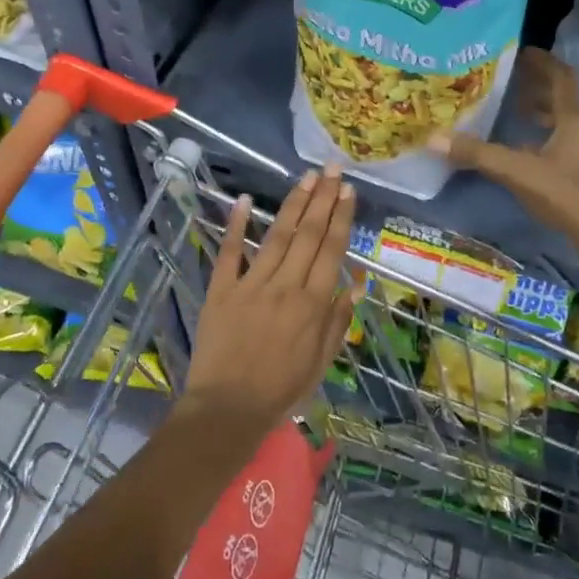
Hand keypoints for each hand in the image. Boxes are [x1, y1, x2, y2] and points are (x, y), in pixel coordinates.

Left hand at [177, 166, 360, 439]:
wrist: (228, 409)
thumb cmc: (280, 390)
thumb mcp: (321, 363)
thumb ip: (338, 322)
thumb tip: (357, 284)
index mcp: (313, 304)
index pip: (331, 250)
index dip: (341, 218)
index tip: (348, 191)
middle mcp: (285, 286)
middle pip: (308, 234)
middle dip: (322, 199)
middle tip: (332, 169)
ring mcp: (251, 284)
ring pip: (276, 236)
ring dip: (293, 204)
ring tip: (306, 178)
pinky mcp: (221, 290)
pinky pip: (229, 252)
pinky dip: (234, 225)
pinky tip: (242, 199)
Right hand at [428, 48, 578, 261]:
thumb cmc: (568, 194)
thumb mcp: (519, 172)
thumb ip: (478, 154)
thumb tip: (433, 138)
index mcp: (576, 117)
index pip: (560, 75)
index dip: (541, 61)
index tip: (519, 52)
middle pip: (563, 96)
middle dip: (537, 85)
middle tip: (508, 79)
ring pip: (566, 119)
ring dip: (543, 111)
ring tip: (515, 109)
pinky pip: (567, 140)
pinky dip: (547, 135)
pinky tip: (526, 148)